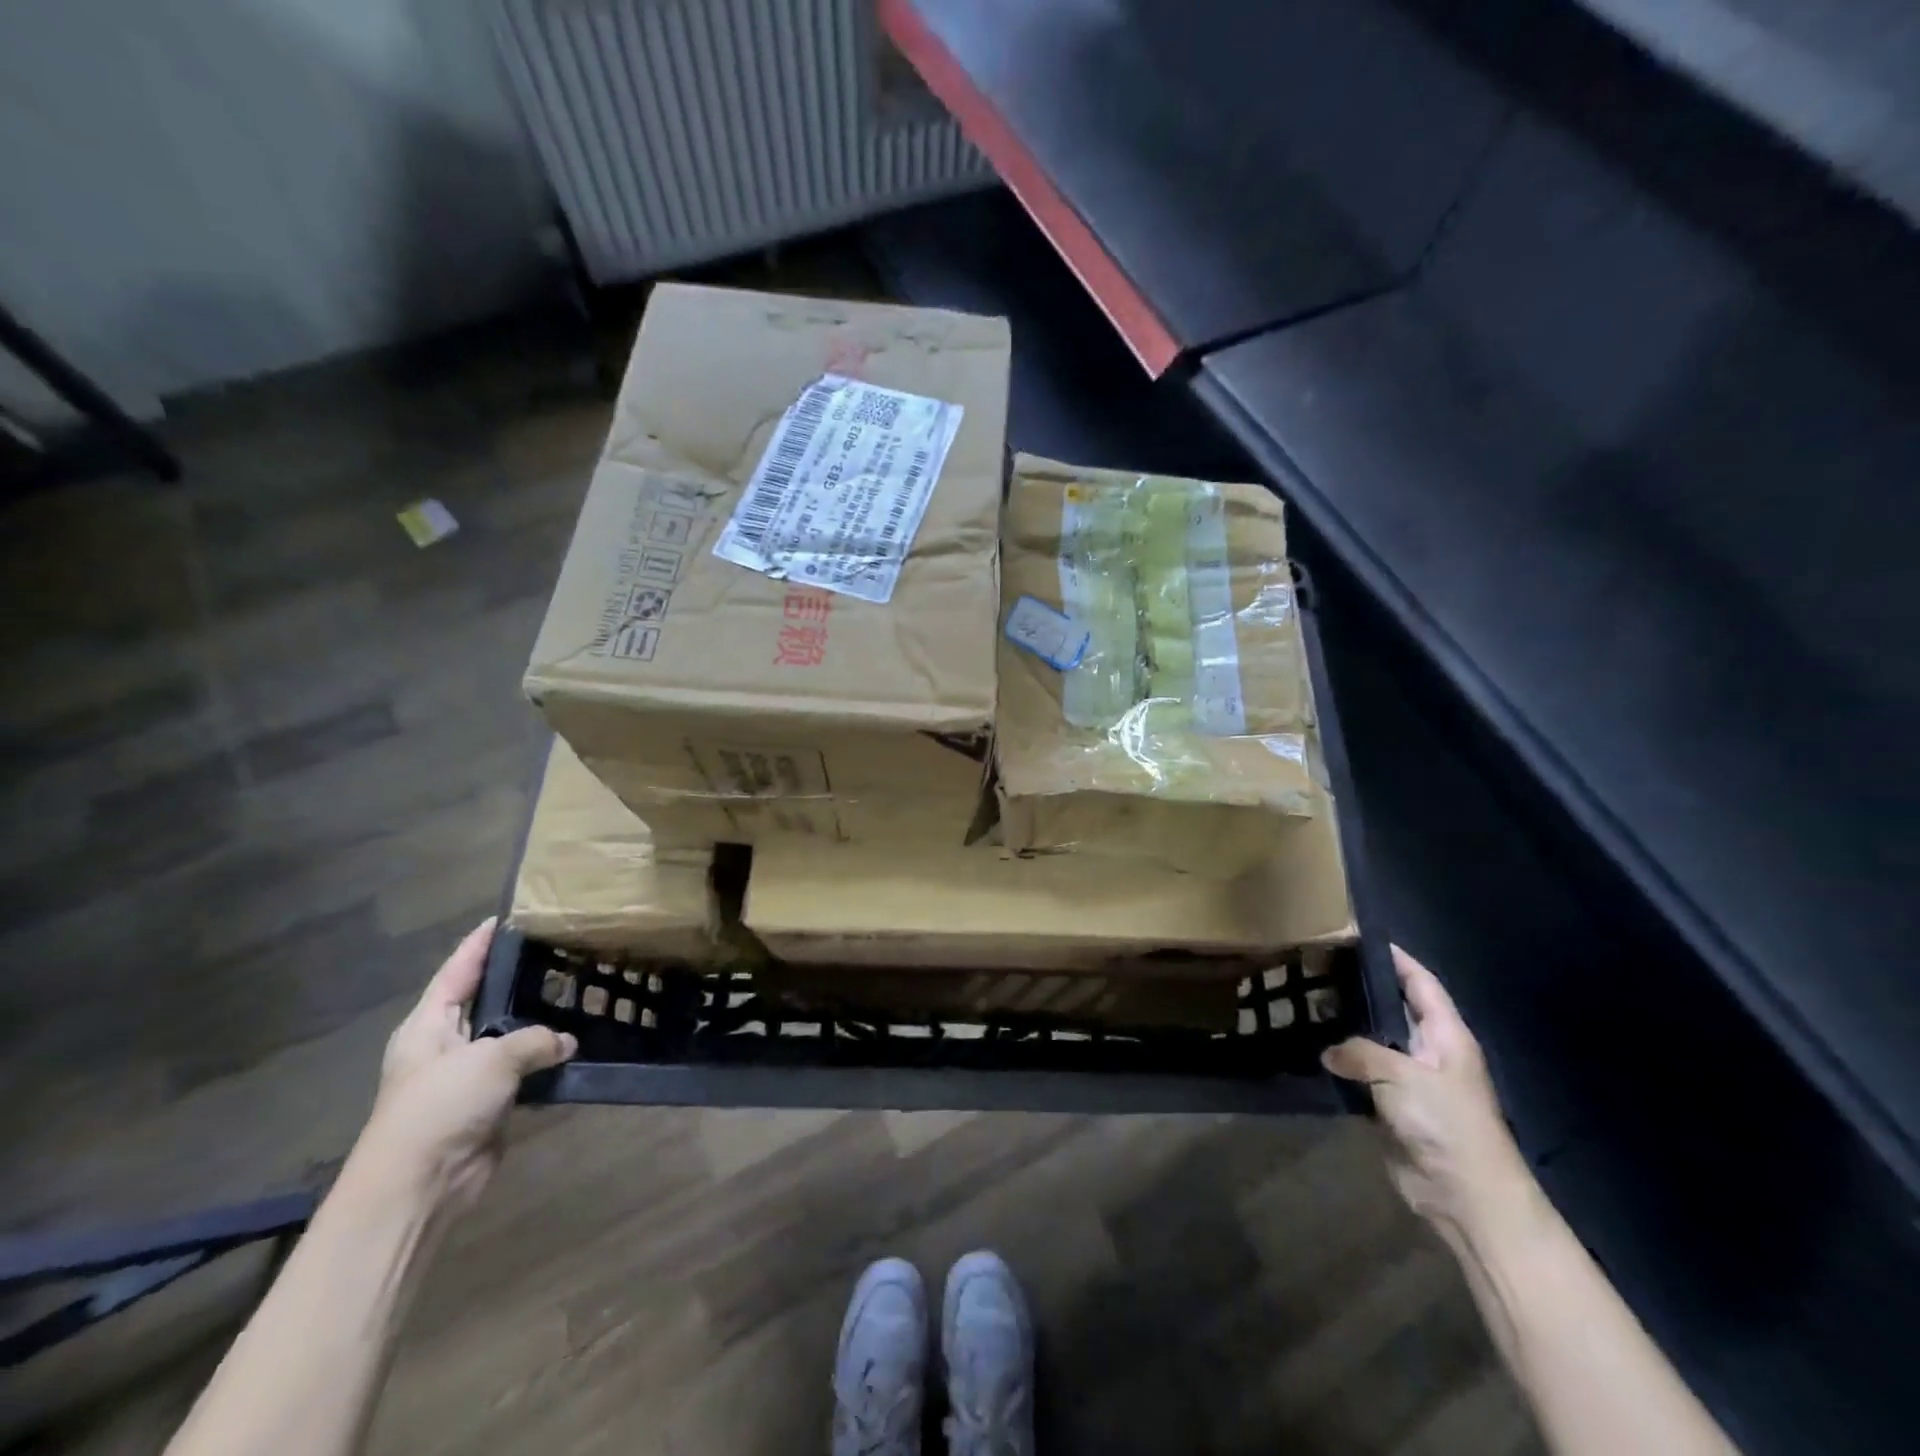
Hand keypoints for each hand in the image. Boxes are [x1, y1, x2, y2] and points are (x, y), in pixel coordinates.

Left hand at [353, 918, 576, 1212]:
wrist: (419, 1186)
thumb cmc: (440, 1107)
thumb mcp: (490, 1060)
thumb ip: (535, 1040)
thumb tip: (568, 1042)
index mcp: (428, 1025)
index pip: (457, 971)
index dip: (480, 943)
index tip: (507, 915)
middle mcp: (446, 1044)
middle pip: (486, 1000)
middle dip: (518, 978)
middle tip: (559, 949)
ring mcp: (468, 1075)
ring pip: (510, 1036)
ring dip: (539, 1021)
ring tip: (578, 989)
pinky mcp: (490, 1104)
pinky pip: (524, 1070)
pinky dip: (547, 1059)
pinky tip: (578, 1042)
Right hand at [1323, 946, 1533, 1243]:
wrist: (1465, 1196)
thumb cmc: (1446, 1123)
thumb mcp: (1403, 1076)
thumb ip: (1360, 1053)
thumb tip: (1329, 1051)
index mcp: (1445, 1034)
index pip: (1420, 982)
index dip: (1395, 958)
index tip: (1358, 937)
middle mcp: (1428, 1051)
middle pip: (1392, 1009)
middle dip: (1360, 990)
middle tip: (1316, 969)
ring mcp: (1409, 1081)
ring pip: (1371, 1043)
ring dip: (1344, 1030)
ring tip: (1304, 1005)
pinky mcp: (1391, 1108)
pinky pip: (1361, 1077)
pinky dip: (1339, 1066)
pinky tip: (1309, 1052)